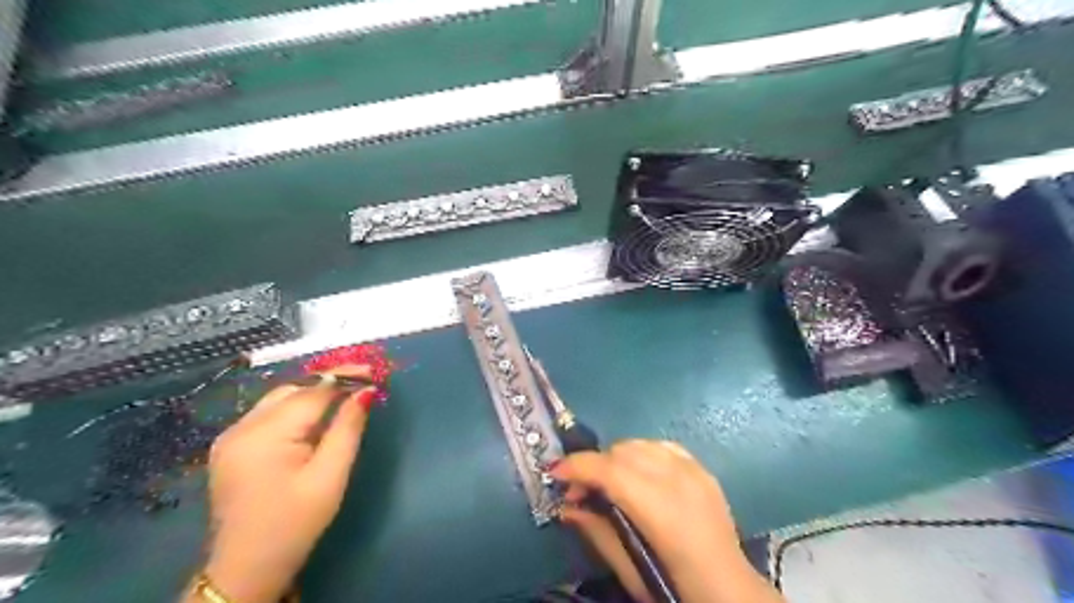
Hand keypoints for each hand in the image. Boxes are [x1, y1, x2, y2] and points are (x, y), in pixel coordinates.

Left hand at [193, 365, 377, 599]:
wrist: (245, 570)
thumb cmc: (295, 525)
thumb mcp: (330, 477)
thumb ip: (348, 429)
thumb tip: (366, 391)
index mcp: (265, 436)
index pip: (312, 392)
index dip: (344, 378)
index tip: (373, 372)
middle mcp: (241, 428)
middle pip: (293, 390)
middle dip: (329, 382)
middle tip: (362, 383)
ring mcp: (230, 436)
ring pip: (279, 398)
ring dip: (312, 394)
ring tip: (344, 397)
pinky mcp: (230, 446)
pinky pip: (268, 414)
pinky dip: (295, 408)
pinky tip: (314, 418)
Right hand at [549, 438, 786, 602]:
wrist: (730, 592)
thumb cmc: (676, 587)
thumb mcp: (630, 570)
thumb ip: (597, 531)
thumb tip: (565, 506)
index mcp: (661, 509)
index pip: (611, 470)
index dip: (578, 466)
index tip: (555, 473)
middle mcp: (678, 480)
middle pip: (623, 452)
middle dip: (595, 465)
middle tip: (581, 492)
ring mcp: (694, 471)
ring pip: (641, 443)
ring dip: (617, 458)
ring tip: (611, 483)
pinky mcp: (703, 470)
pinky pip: (663, 446)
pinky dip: (643, 454)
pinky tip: (640, 474)